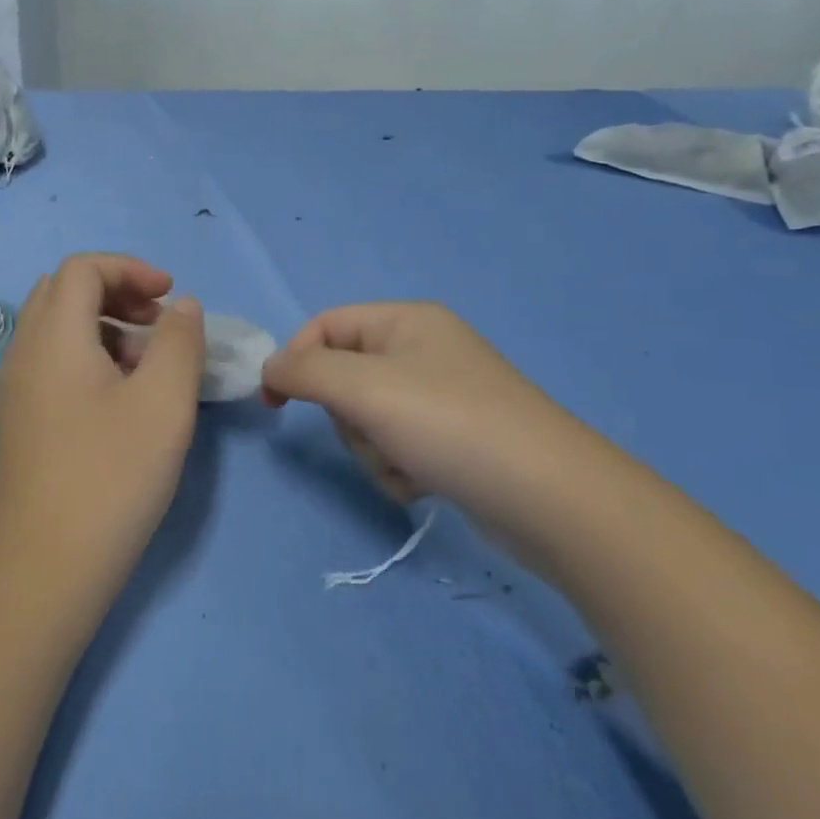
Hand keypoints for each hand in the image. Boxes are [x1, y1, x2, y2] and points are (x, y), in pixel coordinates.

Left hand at [0, 254, 205, 576]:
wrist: (47, 562)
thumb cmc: (112, 473)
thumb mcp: (164, 401)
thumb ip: (179, 341)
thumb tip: (182, 307)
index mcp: (54, 336)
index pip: (83, 268)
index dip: (130, 269)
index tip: (170, 297)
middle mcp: (25, 350)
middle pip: (65, 290)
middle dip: (117, 291)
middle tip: (158, 321)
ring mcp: (16, 386)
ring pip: (57, 326)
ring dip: (104, 324)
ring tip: (146, 362)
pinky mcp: (20, 417)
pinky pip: (52, 360)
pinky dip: (88, 354)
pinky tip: (120, 397)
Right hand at [261, 302, 597, 530]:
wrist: (549, 497)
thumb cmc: (449, 424)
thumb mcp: (365, 388)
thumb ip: (305, 371)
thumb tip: (270, 368)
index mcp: (406, 321)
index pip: (325, 325)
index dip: (295, 359)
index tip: (274, 402)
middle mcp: (424, 350)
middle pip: (344, 377)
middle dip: (348, 416)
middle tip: (373, 433)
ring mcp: (441, 396)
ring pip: (367, 419)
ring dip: (374, 449)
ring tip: (408, 465)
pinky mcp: (454, 439)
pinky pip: (397, 446)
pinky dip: (399, 468)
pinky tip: (426, 482)